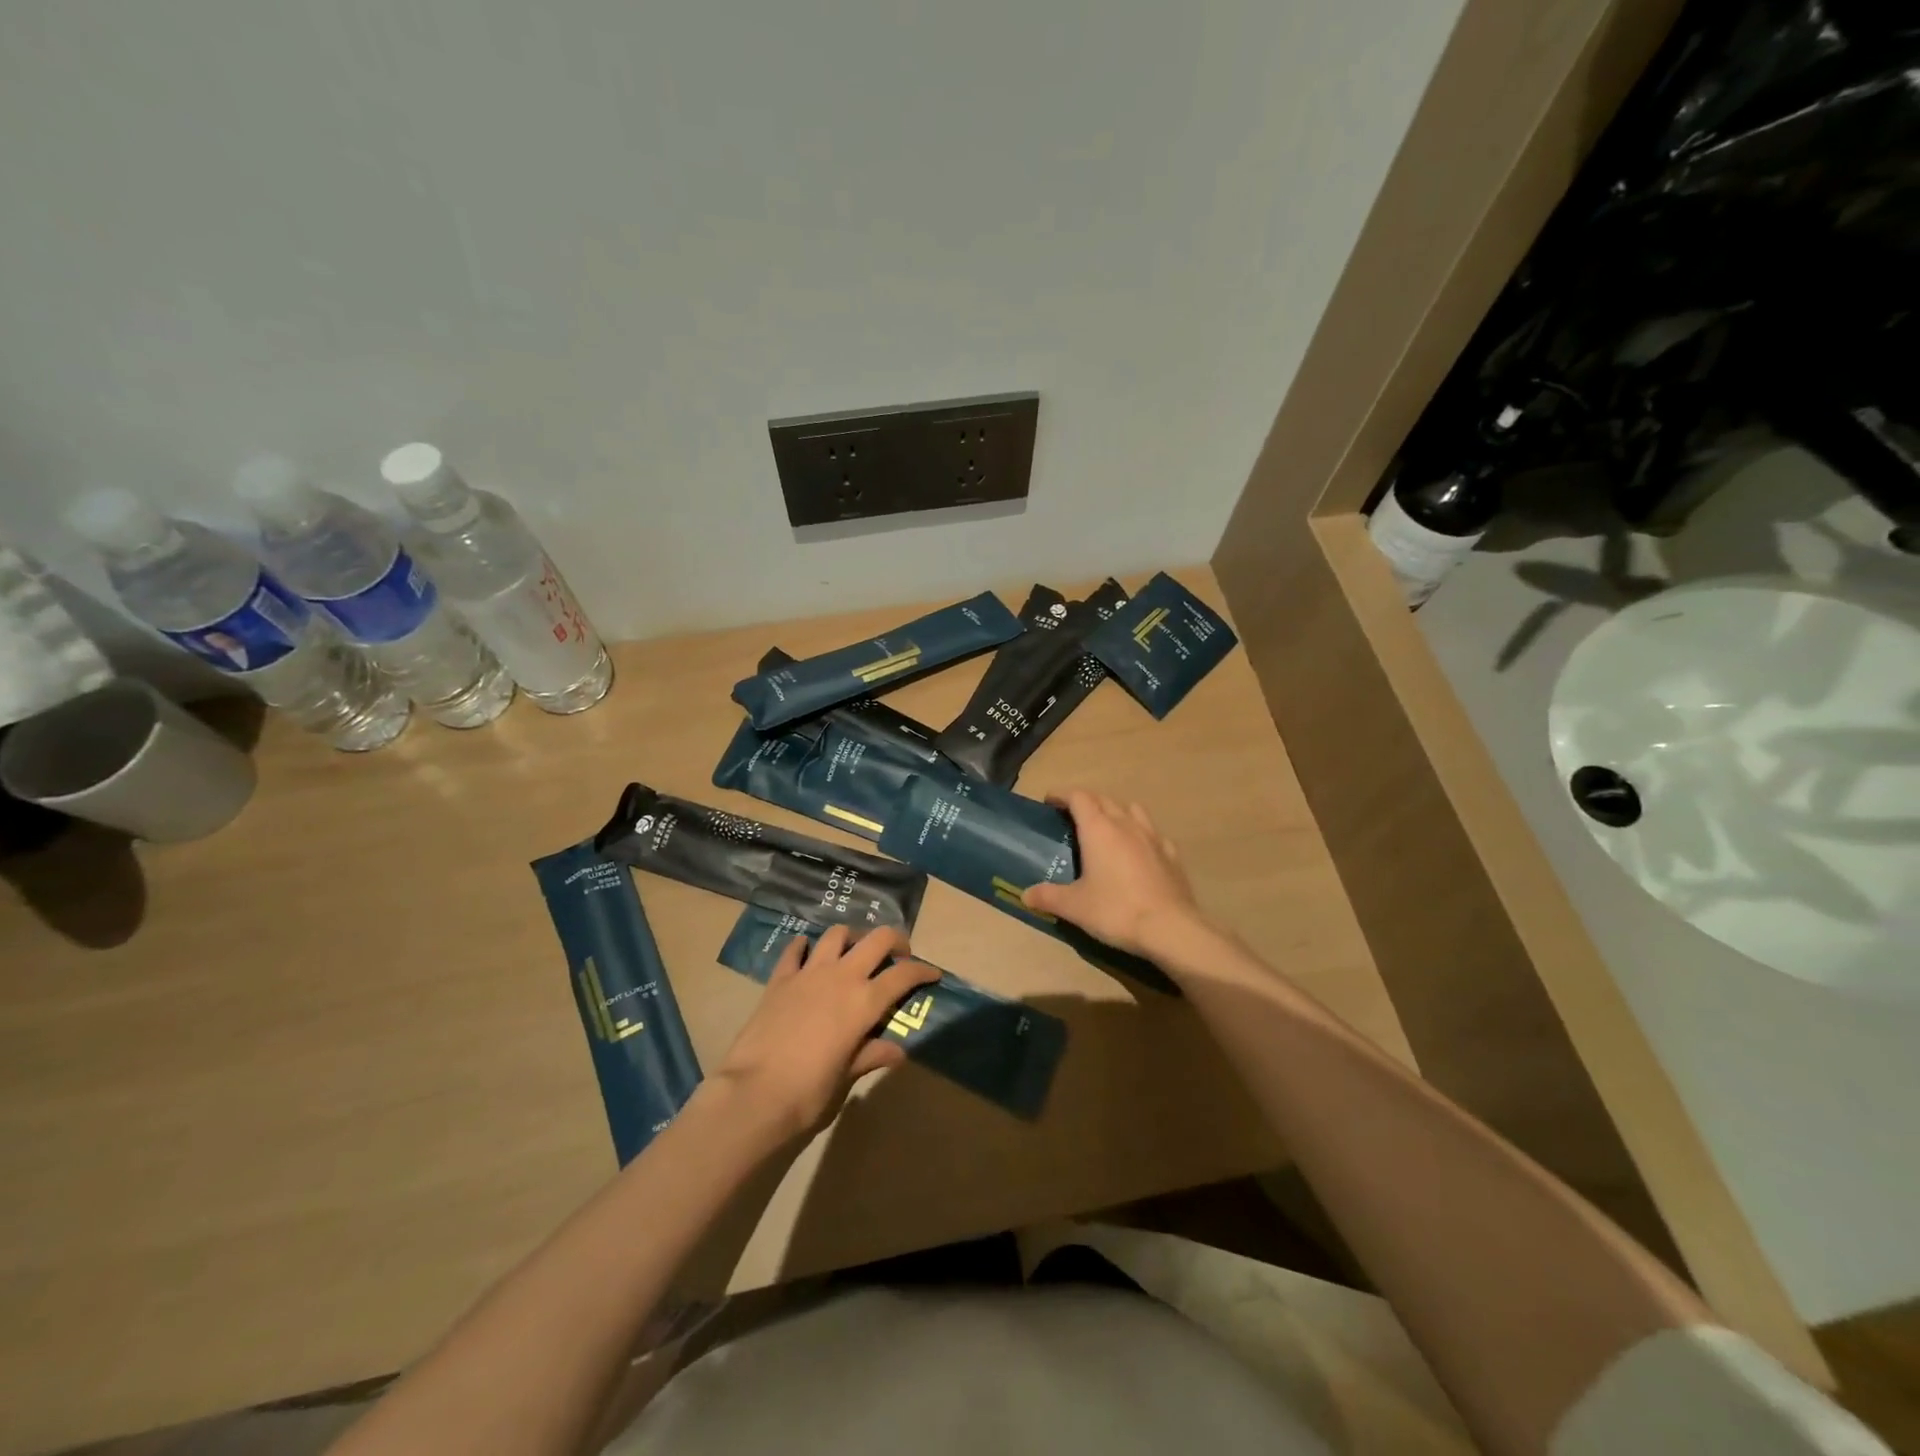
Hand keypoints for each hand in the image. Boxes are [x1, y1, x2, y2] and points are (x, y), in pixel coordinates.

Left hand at [711, 924, 938, 1142]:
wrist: (752, 1094)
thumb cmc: (808, 1093)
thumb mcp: (846, 1077)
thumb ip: (870, 1056)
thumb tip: (896, 1052)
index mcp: (863, 1002)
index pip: (903, 976)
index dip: (922, 971)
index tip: (933, 974)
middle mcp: (840, 977)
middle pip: (876, 940)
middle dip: (894, 940)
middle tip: (900, 953)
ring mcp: (807, 973)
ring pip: (837, 935)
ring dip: (852, 937)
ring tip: (855, 950)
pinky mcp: (779, 979)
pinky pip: (794, 951)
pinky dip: (804, 946)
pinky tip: (806, 950)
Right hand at [1023, 790, 1205, 956]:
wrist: (1170, 929)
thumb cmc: (1116, 911)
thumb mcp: (1074, 906)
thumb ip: (1048, 896)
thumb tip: (1025, 895)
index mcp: (1098, 829)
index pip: (1078, 797)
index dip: (1061, 795)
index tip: (1049, 802)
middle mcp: (1125, 824)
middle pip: (1103, 799)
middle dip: (1086, 801)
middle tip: (1072, 816)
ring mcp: (1152, 836)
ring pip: (1131, 809)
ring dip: (1115, 811)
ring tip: (1106, 828)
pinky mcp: (1171, 854)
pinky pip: (1152, 833)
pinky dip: (1140, 833)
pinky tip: (1138, 851)